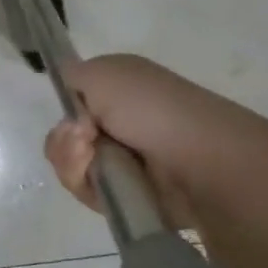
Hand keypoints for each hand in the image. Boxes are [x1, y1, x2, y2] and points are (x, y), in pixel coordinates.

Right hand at [42, 53, 267, 227]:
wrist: (202, 165)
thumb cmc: (154, 110)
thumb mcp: (103, 72)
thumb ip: (73, 73)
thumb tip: (65, 84)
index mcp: (122, 89)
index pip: (73, 101)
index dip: (67, 109)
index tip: (76, 118)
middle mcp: (124, 122)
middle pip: (67, 137)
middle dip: (66, 143)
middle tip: (86, 142)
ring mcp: (129, 161)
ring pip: (74, 166)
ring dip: (75, 166)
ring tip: (98, 165)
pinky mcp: (133, 195)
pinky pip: (91, 194)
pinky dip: (91, 191)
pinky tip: (110, 187)